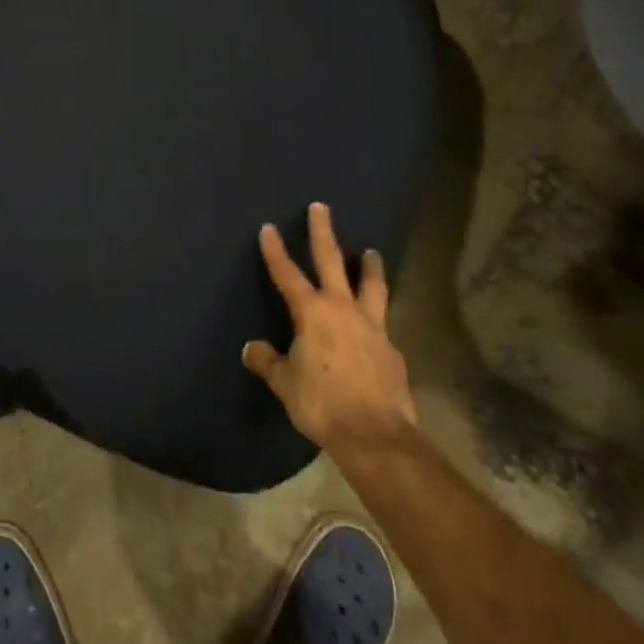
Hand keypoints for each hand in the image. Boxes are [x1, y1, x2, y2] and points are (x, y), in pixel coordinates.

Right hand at [243, 203, 416, 453]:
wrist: (376, 436)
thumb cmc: (322, 404)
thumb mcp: (286, 384)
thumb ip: (269, 362)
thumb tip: (251, 349)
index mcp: (311, 313)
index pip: (287, 273)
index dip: (275, 250)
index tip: (268, 227)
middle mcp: (342, 309)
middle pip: (332, 261)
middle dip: (323, 232)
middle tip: (321, 207)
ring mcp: (372, 326)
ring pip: (370, 286)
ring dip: (369, 267)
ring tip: (372, 252)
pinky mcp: (393, 349)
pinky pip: (383, 323)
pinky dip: (377, 316)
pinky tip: (376, 325)